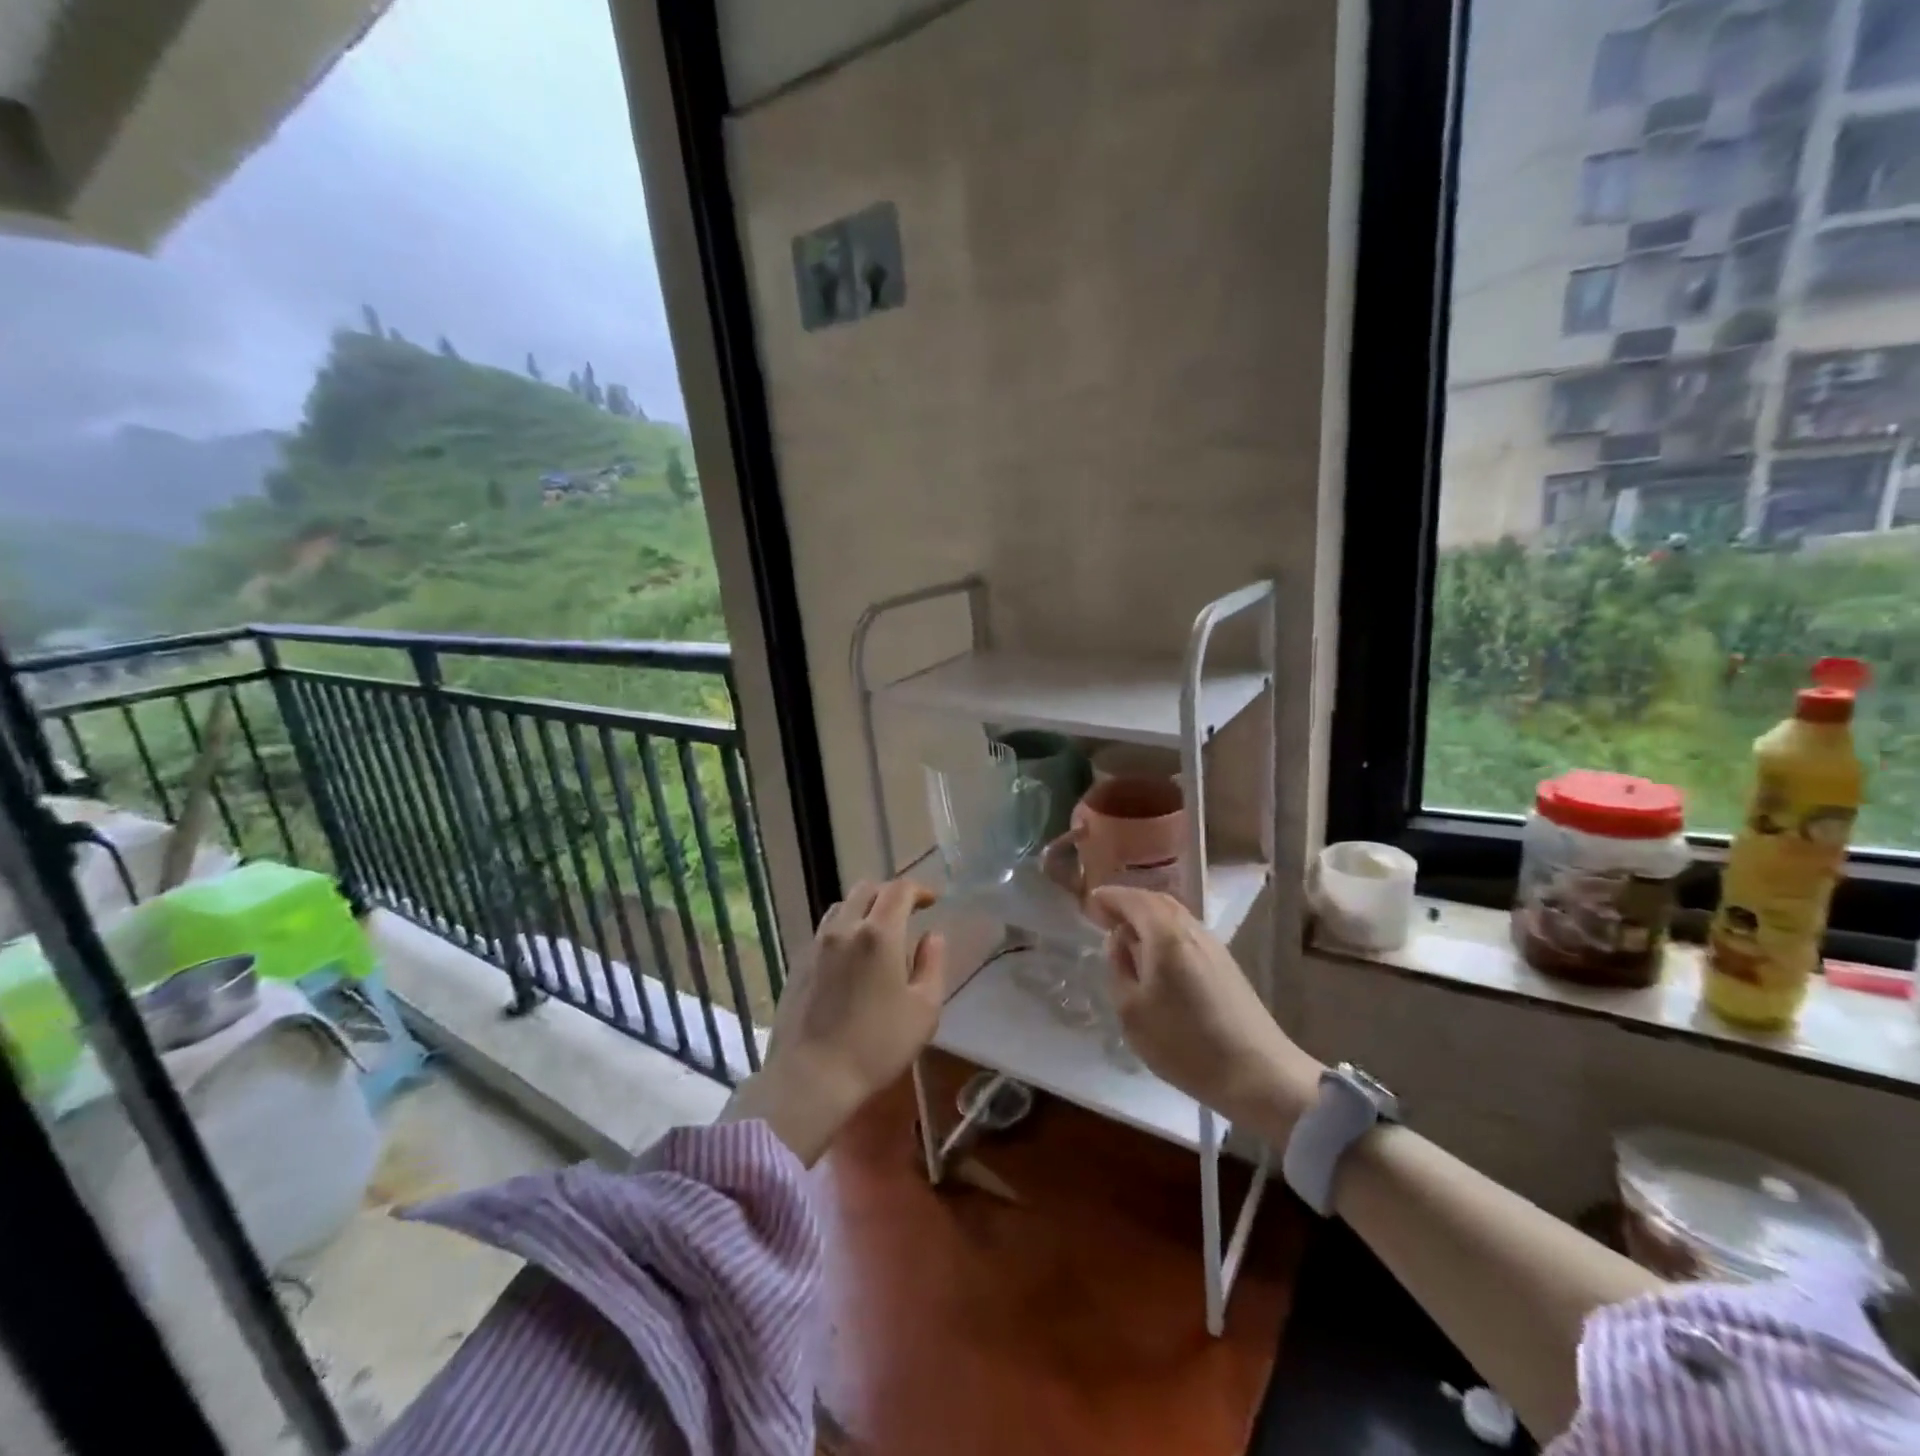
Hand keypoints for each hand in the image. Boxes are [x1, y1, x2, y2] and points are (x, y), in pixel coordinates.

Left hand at [724, 878, 946, 1163]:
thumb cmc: (877, 1046)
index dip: (919, 889)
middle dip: (890, 894)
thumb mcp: (924, 1010)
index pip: (899, 890)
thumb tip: (933, 936)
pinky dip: (843, 929)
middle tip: (907, 913)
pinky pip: (824, 931)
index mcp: (879, 934)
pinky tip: (851, 957)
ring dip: (863, 909)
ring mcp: (816, 945)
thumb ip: (932, 965)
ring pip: (841, 907)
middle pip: (866, 889)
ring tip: (877, 932)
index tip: (932, 901)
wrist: (810, 1078)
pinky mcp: (798, 964)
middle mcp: (844, 928)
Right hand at [1089, 887, 1320, 1134]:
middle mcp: (1191, 930)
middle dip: (1129, 903)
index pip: (1133, 899)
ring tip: (1127, 934)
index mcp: (1165, 934)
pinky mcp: (1226, 965)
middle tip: (1104, 914)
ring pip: (1175, 916)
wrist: (1257, 1074)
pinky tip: (1156, 955)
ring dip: (1148, 917)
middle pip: (1157, 901)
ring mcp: (1213, 946)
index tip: (1089, 901)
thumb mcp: (1131, 1010)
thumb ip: (1119, 967)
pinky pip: (1186, 933)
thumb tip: (1119, 940)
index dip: (1109, 897)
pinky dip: (1164, 932)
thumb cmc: (1184, 1043)